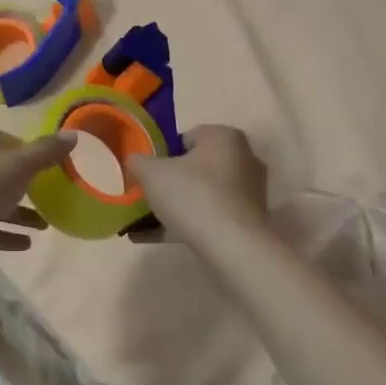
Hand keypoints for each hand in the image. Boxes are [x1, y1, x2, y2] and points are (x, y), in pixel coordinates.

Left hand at [0, 125, 74, 273]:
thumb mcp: (19, 165)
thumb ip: (46, 152)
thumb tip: (73, 135)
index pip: (12, 142)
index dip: (34, 155)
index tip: (56, 172)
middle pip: (3, 171)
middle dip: (28, 186)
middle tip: (55, 199)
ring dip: (20, 213)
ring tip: (46, 226)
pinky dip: (5, 233)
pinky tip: (27, 244)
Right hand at [128, 126, 267, 241]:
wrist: (232, 247)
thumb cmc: (192, 195)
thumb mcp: (151, 173)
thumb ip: (138, 161)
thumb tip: (135, 161)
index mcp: (224, 137)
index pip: (187, 138)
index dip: (163, 155)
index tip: (148, 173)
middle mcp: (243, 159)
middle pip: (197, 166)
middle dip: (173, 181)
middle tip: (150, 195)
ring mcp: (249, 192)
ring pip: (204, 193)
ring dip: (179, 205)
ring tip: (148, 222)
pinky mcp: (249, 221)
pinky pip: (211, 216)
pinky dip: (189, 223)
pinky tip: (159, 237)